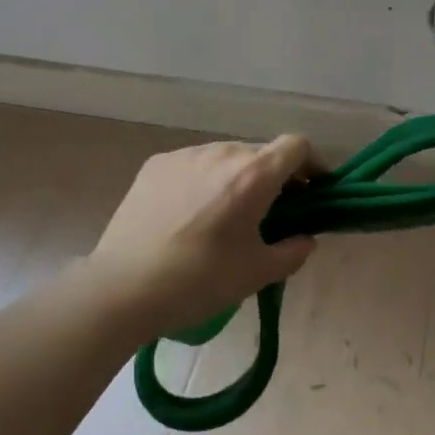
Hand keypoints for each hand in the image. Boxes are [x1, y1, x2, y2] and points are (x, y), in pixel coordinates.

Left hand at [90, 136, 317, 337]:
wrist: (121, 288)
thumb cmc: (199, 281)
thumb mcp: (257, 274)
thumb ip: (293, 252)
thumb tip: (306, 239)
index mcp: (254, 175)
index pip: (297, 146)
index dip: (312, 164)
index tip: (312, 191)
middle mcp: (223, 153)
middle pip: (262, 152)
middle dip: (275, 177)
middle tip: (271, 212)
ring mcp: (186, 155)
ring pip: (226, 157)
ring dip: (238, 177)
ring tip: (226, 215)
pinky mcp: (156, 165)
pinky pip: (194, 164)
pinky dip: (204, 180)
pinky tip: (189, 214)